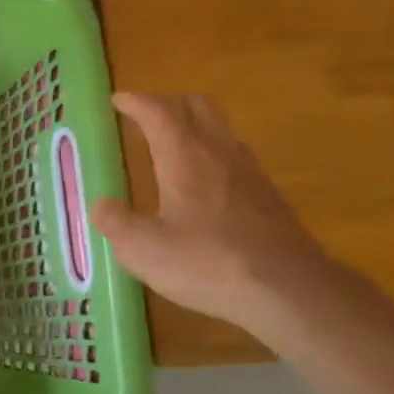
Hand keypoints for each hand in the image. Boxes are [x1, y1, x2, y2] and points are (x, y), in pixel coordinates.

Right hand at [93, 92, 354, 337]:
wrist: (291, 292)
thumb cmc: (208, 263)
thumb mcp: (143, 249)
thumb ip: (116, 222)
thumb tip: (102, 205)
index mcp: (183, 155)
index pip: (156, 110)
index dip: (134, 101)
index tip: (117, 100)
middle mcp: (218, 152)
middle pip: (196, 106)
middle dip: (168, 103)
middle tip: (146, 118)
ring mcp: (250, 172)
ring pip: (221, 129)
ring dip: (195, 128)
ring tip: (174, 149)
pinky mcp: (270, 197)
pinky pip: (237, 158)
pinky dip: (215, 157)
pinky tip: (207, 187)